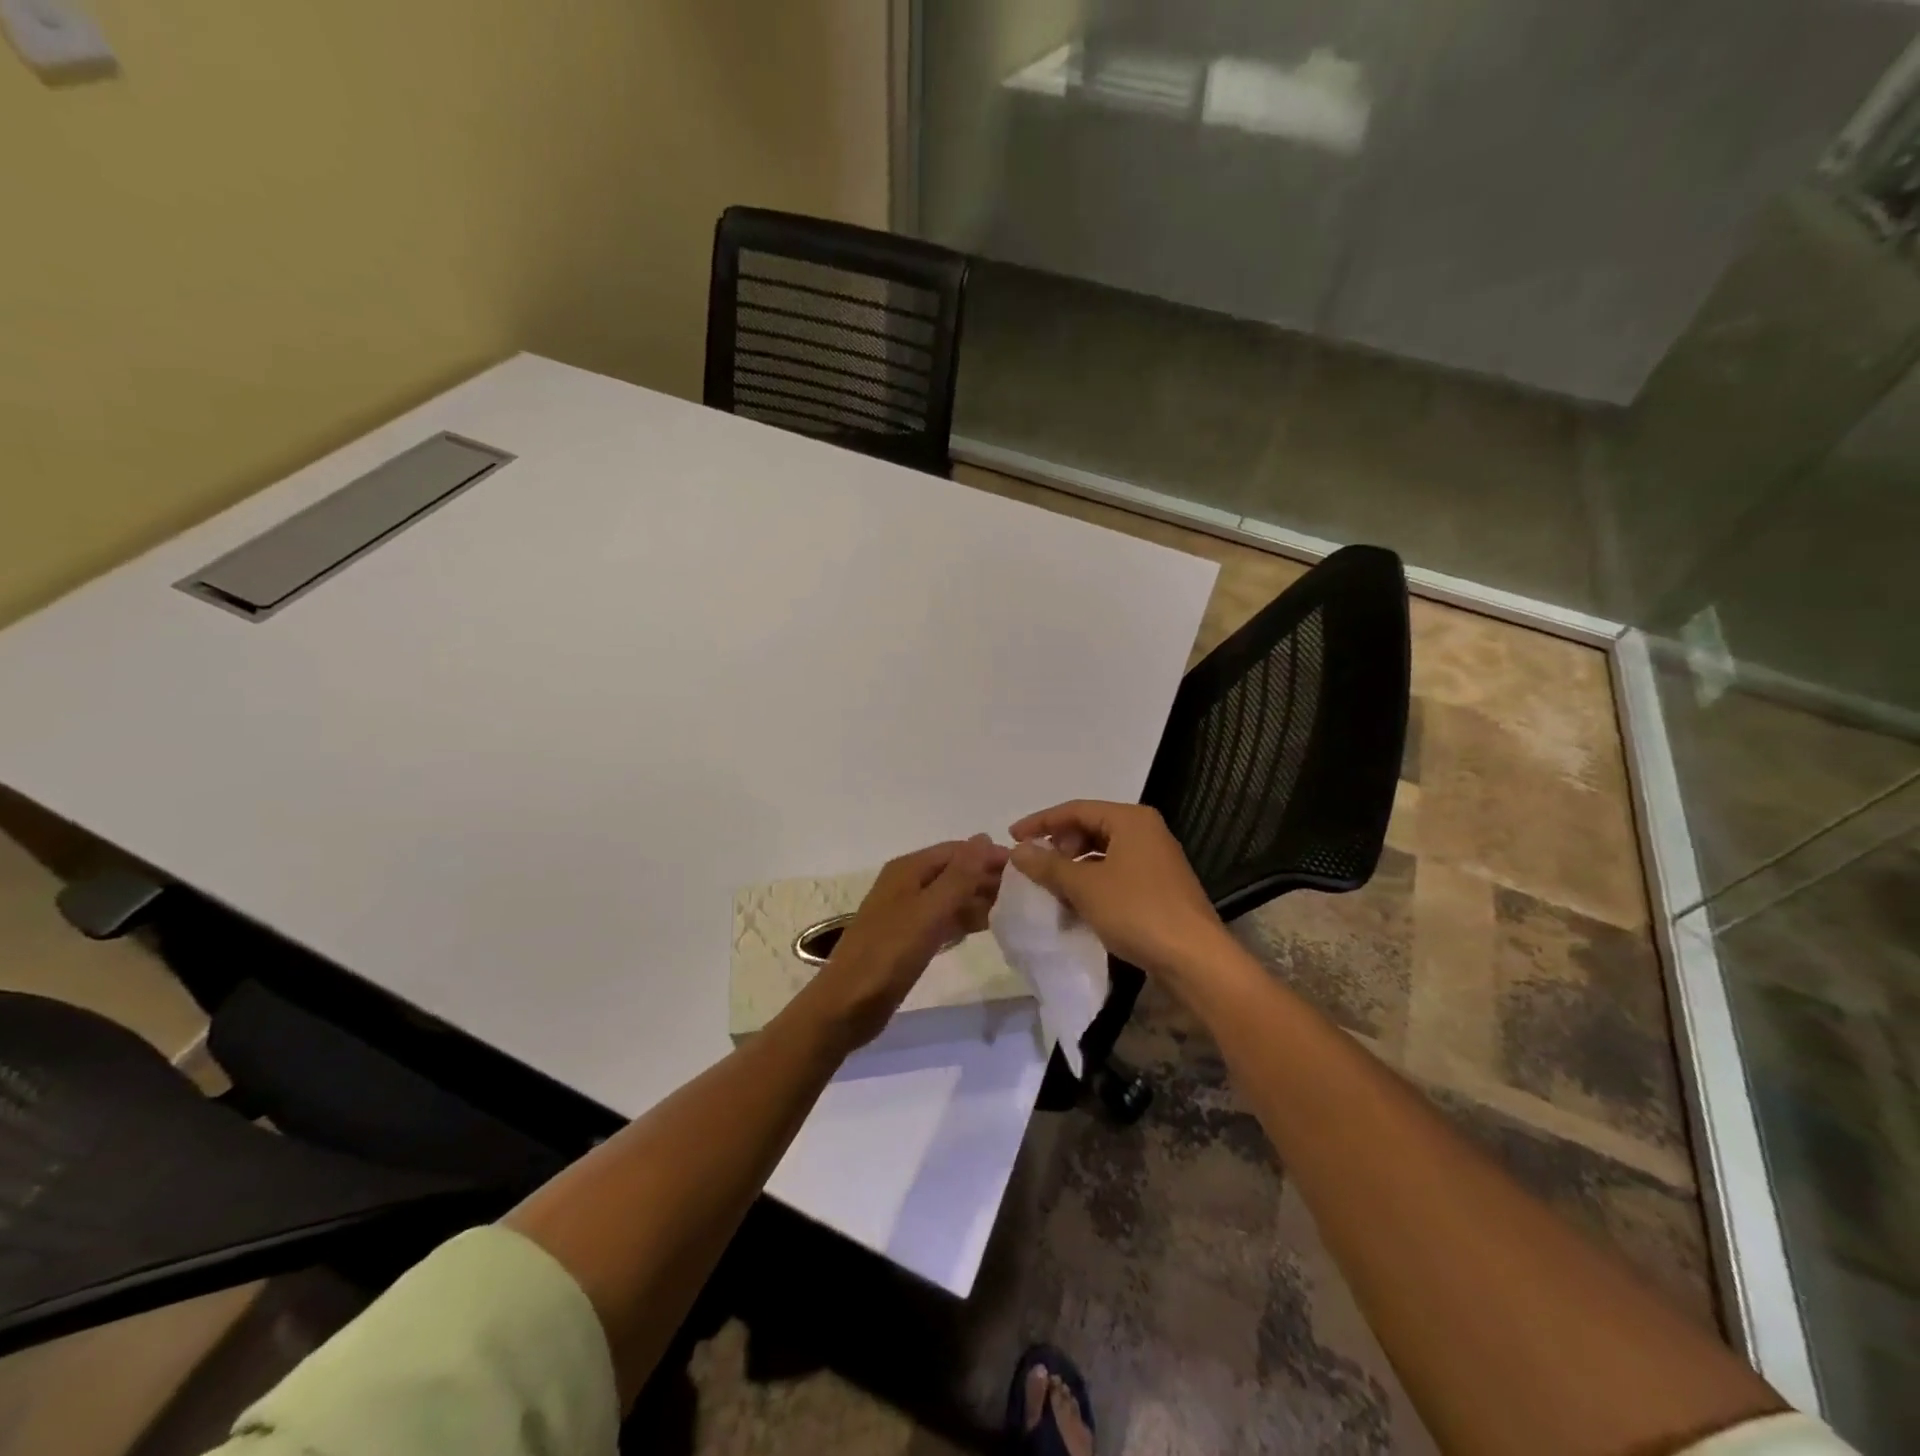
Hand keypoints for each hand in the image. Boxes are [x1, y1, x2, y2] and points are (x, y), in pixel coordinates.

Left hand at [809, 835, 1008, 1048]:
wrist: (848, 1004)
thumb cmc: (888, 953)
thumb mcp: (929, 911)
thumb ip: (959, 875)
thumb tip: (984, 837)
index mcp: (908, 869)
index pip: (957, 851)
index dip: (989, 855)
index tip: (1024, 868)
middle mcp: (906, 884)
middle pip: (953, 871)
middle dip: (986, 877)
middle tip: (1025, 892)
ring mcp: (906, 912)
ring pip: (950, 896)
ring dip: (978, 899)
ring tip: (1014, 909)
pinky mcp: (908, 938)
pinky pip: (943, 919)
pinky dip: (964, 919)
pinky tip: (987, 927)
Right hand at [1007, 801, 1230, 985]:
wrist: (1194, 958)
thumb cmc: (1136, 911)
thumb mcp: (1084, 886)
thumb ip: (1048, 865)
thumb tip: (1018, 850)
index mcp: (1130, 819)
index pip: (1076, 809)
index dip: (1040, 822)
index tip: (1012, 836)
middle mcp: (1146, 831)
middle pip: (1091, 827)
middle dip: (1059, 844)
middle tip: (1035, 864)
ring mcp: (1156, 859)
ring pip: (1103, 852)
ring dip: (1074, 865)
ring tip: (1051, 884)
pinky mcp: (1159, 886)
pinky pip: (1116, 873)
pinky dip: (1092, 881)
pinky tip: (1077, 902)